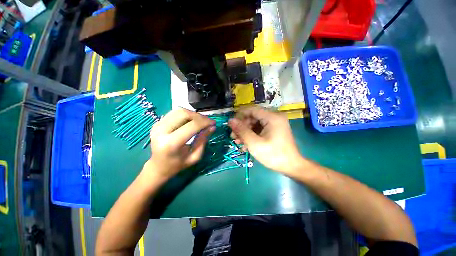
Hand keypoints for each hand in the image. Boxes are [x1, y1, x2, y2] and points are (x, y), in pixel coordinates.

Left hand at [142, 108, 214, 180]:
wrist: (158, 166)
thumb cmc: (178, 164)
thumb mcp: (195, 156)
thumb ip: (203, 140)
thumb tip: (212, 127)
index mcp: (171, 143)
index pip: (192, 125)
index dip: (205, 122)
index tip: (213, 123)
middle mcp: (161, 131)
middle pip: (184, 114)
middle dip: (199, 116)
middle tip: (207, 122)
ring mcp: (158, 125)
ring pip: (179, 110)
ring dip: (193, 114)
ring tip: (201, 121)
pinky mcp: (157, 122)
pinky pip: (175, 113)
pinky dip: (186, 115)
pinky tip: (192, 121)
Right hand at [228, 106, 303, 174]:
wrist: (291, 167)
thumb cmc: (273, 155)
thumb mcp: (254, 143)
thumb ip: (242, 130)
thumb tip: (230, 120)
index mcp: (272, 117)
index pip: (252, 110)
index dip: (239, 115)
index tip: (231, 125)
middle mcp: (274, 117)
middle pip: (253, 117)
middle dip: (242, 126)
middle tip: (233, 137)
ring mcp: (274, 123)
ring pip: (254, 123)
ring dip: (245, 132)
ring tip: (237, 142)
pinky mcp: (273, 130)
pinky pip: (259, 129)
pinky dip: (251, 135)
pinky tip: (245, 145)